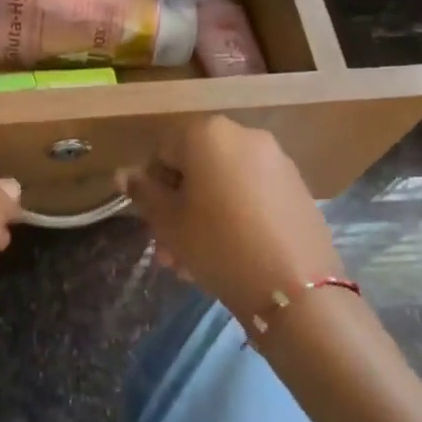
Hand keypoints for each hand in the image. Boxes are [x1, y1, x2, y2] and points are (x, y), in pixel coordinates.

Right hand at [120, 117, 345, 322]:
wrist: (295, 288)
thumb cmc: (218, 245)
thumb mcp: (168, 222)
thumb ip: (143, 193)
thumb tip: (123, 175)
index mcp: (208, 133)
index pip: (163, 151)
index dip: (152, 188)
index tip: (153, 223)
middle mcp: (244, 135)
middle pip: (196, 168)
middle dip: (178, 206)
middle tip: (170, 248)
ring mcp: (276, 160)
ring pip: (223, 184)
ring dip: (203, 215)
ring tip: (194, 261)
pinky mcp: (297, 187)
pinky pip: (252, 194)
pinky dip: (235, 215)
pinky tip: (229, 254)